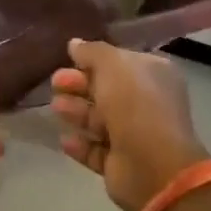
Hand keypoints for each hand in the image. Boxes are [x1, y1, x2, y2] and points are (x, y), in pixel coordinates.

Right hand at [50, 39, 210, 210]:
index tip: (69, 58)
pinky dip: (80, 144)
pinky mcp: (121, 163)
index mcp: (154, 75)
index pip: (120, 62)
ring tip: (57, 108)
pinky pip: (95, 150)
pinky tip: (65, 139)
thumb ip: (91, 51)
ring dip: (75, 112)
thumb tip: (75, 44)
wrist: (152, 166)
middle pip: (105, 90)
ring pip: (98, 119)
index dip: (93, 60)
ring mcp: (135, 135)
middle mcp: (147, 103)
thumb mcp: (111, 64)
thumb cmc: (134, 104)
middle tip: (56, 82)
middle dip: (78, 85)